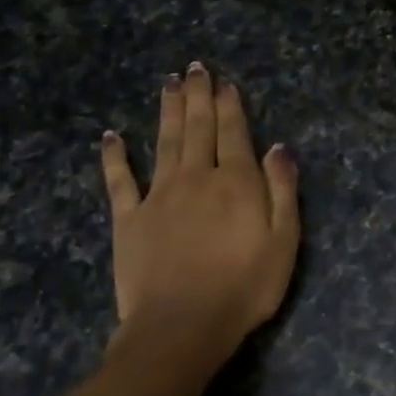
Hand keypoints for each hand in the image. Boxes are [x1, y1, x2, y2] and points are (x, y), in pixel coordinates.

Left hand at [100, 65, 300, 374]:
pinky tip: (111, 136)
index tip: (225, 82)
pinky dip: (115, 156)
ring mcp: (159, 196)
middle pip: (198, 128)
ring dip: (167, 111)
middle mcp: (196, 177)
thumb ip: (283, 191)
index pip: (234, 133)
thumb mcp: (284, 242)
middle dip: (198, 96)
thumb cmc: (244, 288)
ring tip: (168, 83)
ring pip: (164, 142)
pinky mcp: (129, 219)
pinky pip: (120, 180)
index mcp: (236, 183)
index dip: (230, 106)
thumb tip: (279, 147)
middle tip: (195, 68)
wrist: (182, 326)